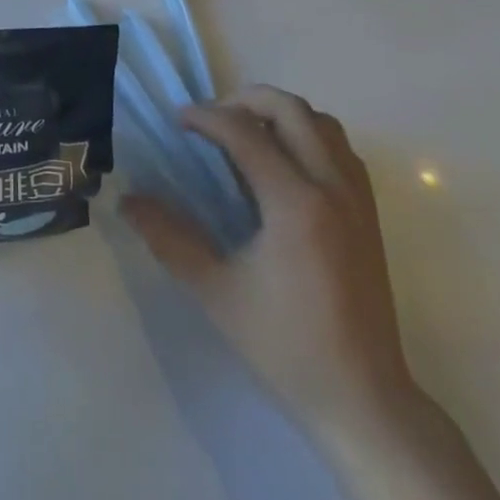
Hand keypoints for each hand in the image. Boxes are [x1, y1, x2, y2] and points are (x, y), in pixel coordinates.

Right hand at [122, 87, 414, 433]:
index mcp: (295, 203)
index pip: (245, 132)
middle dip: (244, 100)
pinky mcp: (370, 212)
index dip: (206, 117)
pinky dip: (308, 134)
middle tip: (211, 119)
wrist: (363, 400)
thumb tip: (128, 201)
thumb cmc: (286, 346)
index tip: (178, 121)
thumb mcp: (216, 292)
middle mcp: (331, 186)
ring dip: (280, 113)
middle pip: (290, 108)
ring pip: (321, 121)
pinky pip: (340, 147)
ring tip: (246, 133)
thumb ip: (169, 239)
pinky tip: (284, 163)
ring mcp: (358, 197)